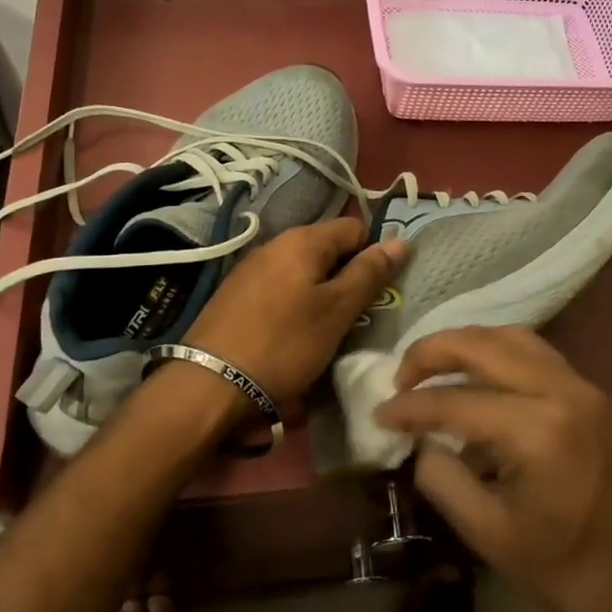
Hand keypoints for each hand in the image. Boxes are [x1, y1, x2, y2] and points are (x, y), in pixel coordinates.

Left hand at [183, 218, 405, 408]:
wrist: (210, 383)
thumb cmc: (284, 343)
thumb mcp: (337, 311)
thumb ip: (368, 274)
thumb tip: (400, 241)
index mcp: (302, 240)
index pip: (354, 228)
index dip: (374, 253)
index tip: (381, 289)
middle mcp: (274, 244)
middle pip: (327, 249)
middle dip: (347, 275)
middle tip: (359, 313)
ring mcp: (250, 269)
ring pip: (302, 271)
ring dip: (321, 292)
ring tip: (329, 327)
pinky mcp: (234, 295)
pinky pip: (279, 288)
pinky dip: (294, 304)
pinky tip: (294, 333)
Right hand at [374, 327, 611, 611]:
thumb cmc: (568, 573)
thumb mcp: (489, 535)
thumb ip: (442, 478)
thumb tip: (418, 442)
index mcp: (537, 431)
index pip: (455, 401)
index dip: (409, 407)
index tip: (379, 415)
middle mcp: (563, 393)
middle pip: (483, 345)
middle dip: (432, 352)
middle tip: (401, 377)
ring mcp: (584, 390)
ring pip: (513, 338)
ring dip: (467, 345)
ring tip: (434, 371)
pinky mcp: (594, 398)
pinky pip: (536, 355)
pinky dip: (498, 356)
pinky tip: (478, 383)